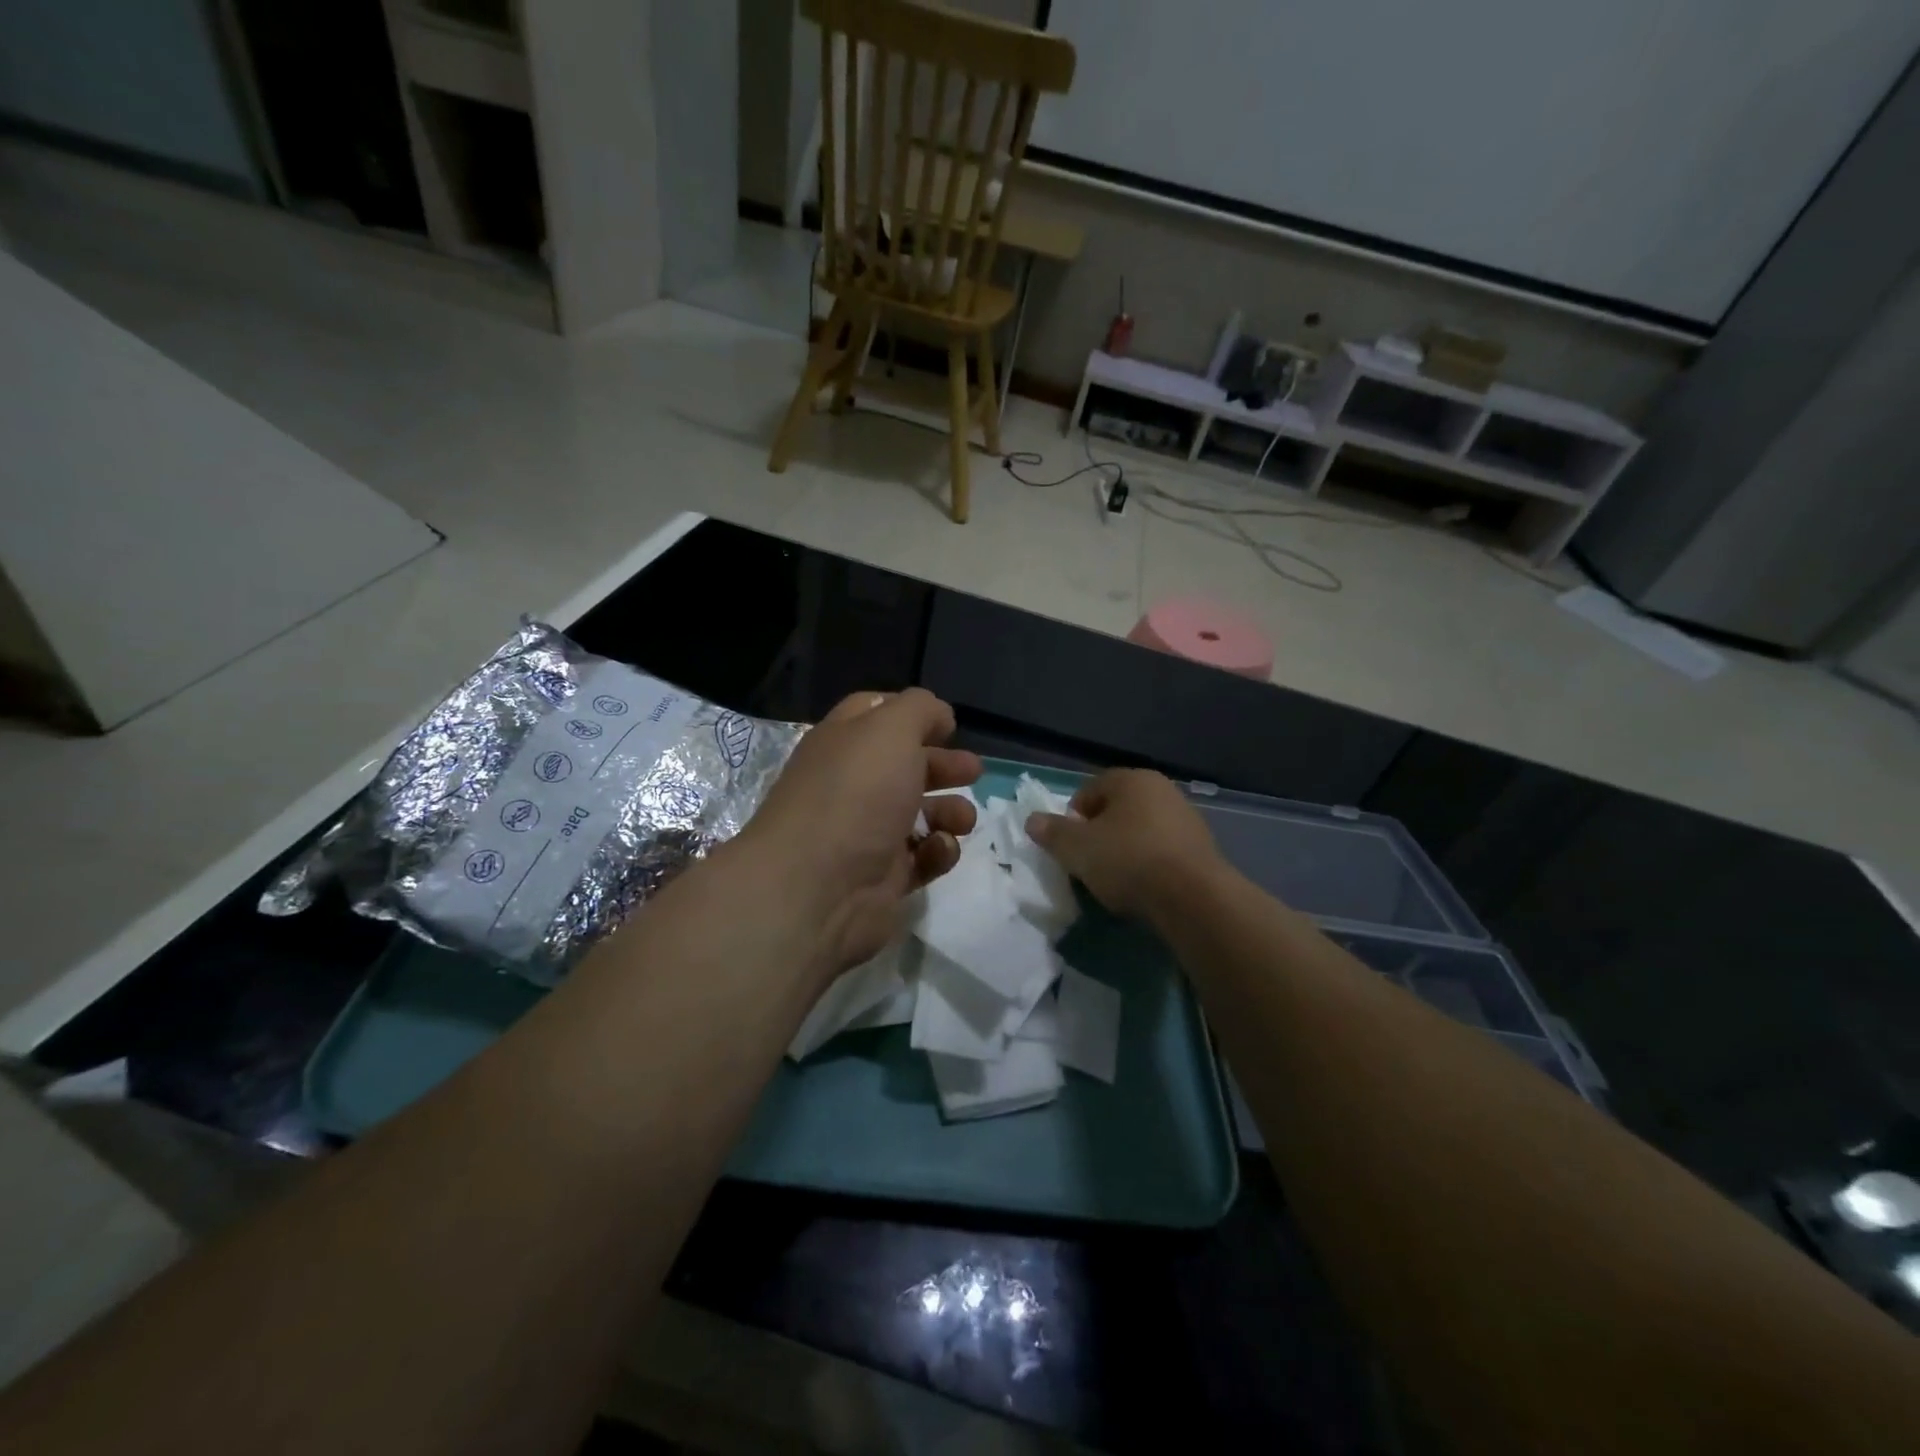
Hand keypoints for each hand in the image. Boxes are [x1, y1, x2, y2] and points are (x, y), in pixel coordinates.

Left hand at [740, 689, 980, 974]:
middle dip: (944, 766)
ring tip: (962, 819)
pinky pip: (921, 858)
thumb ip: (920, 710)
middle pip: (906, 766)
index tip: (948, 725)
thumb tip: (939, 716)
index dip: (912, 713)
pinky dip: (937, 852)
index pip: (875, 713)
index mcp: (843, 743)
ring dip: (950, 811)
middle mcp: (852, 785)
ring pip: (920, 813)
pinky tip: (938, 851)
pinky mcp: (883, 878)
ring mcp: (867, 833)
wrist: (816, 889)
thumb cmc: (855, 795)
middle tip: (973, 772)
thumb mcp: (890, 730)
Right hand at [1025, 768, 1224, 923]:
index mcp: (1132, 780)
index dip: (1072, 816)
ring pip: (1141, 830)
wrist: (1192, 898)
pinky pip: (1163, 852)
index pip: (1091, 789)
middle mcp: (1163, 790)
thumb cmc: (1127, 860)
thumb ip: (1052, 832)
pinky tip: (1143, 888)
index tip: (1068, 845)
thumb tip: (1033, 820)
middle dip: (1099, 833)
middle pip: (1118, 809)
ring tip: (1114, 880)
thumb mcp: (1076, 848)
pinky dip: (1149, 865)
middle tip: (1087, 862)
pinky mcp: (1202, 849)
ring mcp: (1187, 819)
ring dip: (1125, 849)